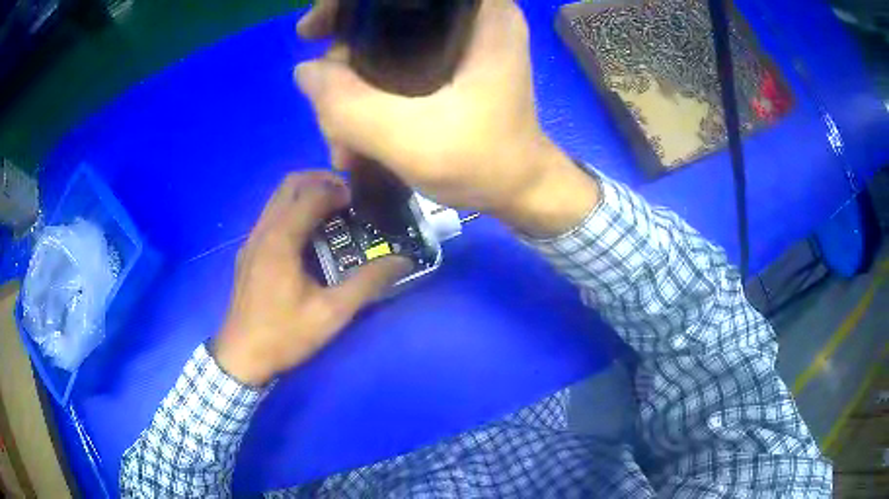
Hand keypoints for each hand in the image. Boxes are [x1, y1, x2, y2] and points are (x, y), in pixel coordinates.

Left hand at [212, 172, 410, 385]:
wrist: (241, 357)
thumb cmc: (284, 335)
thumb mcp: (331, 314)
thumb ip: (367, 284)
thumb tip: (403, 262)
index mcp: (281, 240)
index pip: (311, 194)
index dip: (339, 190)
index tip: (360, 202)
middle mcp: (263, 231)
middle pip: (290, 184)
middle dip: (320, 181)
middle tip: (347, 198)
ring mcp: (251, 241)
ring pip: (277, 198)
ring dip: (305, 195)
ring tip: (332, 213)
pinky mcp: (248, 253)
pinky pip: (271, 215)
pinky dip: (292, 211)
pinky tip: (307, 238)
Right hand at [295, 0, 599, 237]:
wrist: (520, 191)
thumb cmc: (484, 162)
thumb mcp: (410, 139)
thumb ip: (349, 105)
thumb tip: (304, 70)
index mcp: (478, 14)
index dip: (347, 4)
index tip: (313, 32)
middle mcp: (469, 17)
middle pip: (382, 17)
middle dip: (343, 66)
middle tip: (328, 116)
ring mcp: (458, 41)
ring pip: (381, 46)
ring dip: (351, 91)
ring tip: (343, 145)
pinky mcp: (450, 64)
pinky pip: (393, 65)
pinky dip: (369, 96)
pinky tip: (356, 137)